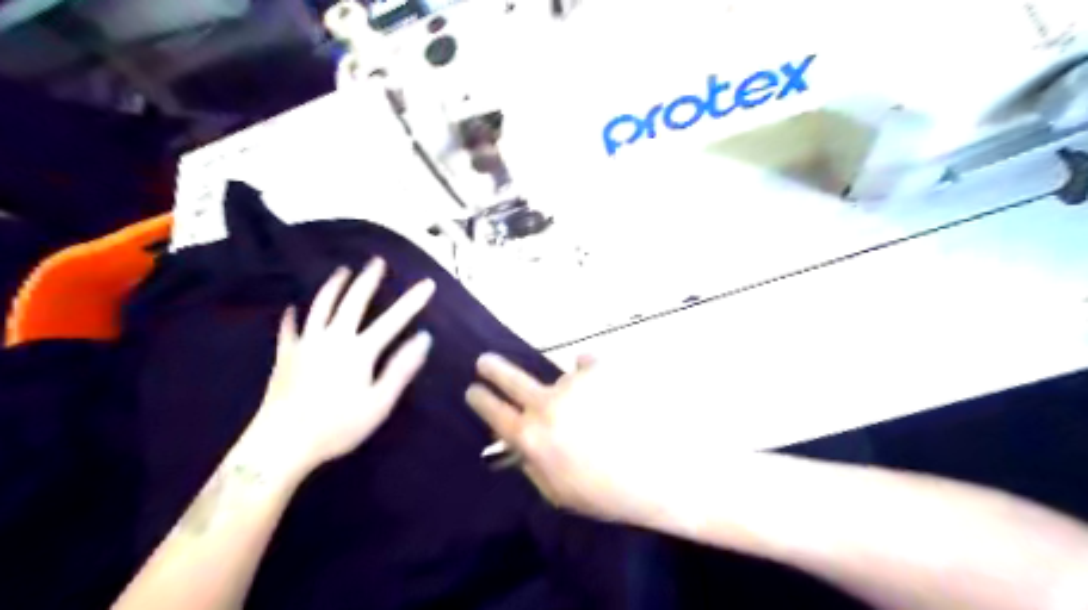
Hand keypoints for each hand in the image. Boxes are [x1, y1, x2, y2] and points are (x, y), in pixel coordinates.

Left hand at [248, 260, 434, 476]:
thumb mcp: (379, 403)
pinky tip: (293, 308)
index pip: (393, 320)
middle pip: (353, 302)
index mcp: (359, 351)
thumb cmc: (337, 426)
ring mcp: (306, 344)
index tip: (428, 284)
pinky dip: (293, 316)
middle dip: (368, 280)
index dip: (412, 301)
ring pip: (320, 306)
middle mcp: (333, 338)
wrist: (281, 443)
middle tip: (377, 261)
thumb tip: (423, 339)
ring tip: (342, 271)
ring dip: (334, 286)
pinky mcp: (285, 355)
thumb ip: (401, 368)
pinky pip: (289, 329)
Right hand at [465, 354, 696, 529]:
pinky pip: (586, 365)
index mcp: (532, 438)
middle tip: (484, 361)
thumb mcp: (560, 491)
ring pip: (559, 377)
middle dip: (492, 369)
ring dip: (571, 390)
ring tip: (599, 410)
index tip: (473, 389)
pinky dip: (593, 376)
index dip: (480, 400)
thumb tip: (518, 443)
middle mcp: (546, 404)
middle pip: (510, 378)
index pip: (494, 413)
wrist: (664, 471)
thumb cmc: (610, 492)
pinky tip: (611, 393)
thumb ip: (532, 464)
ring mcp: (573, 382)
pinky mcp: (600, 368)